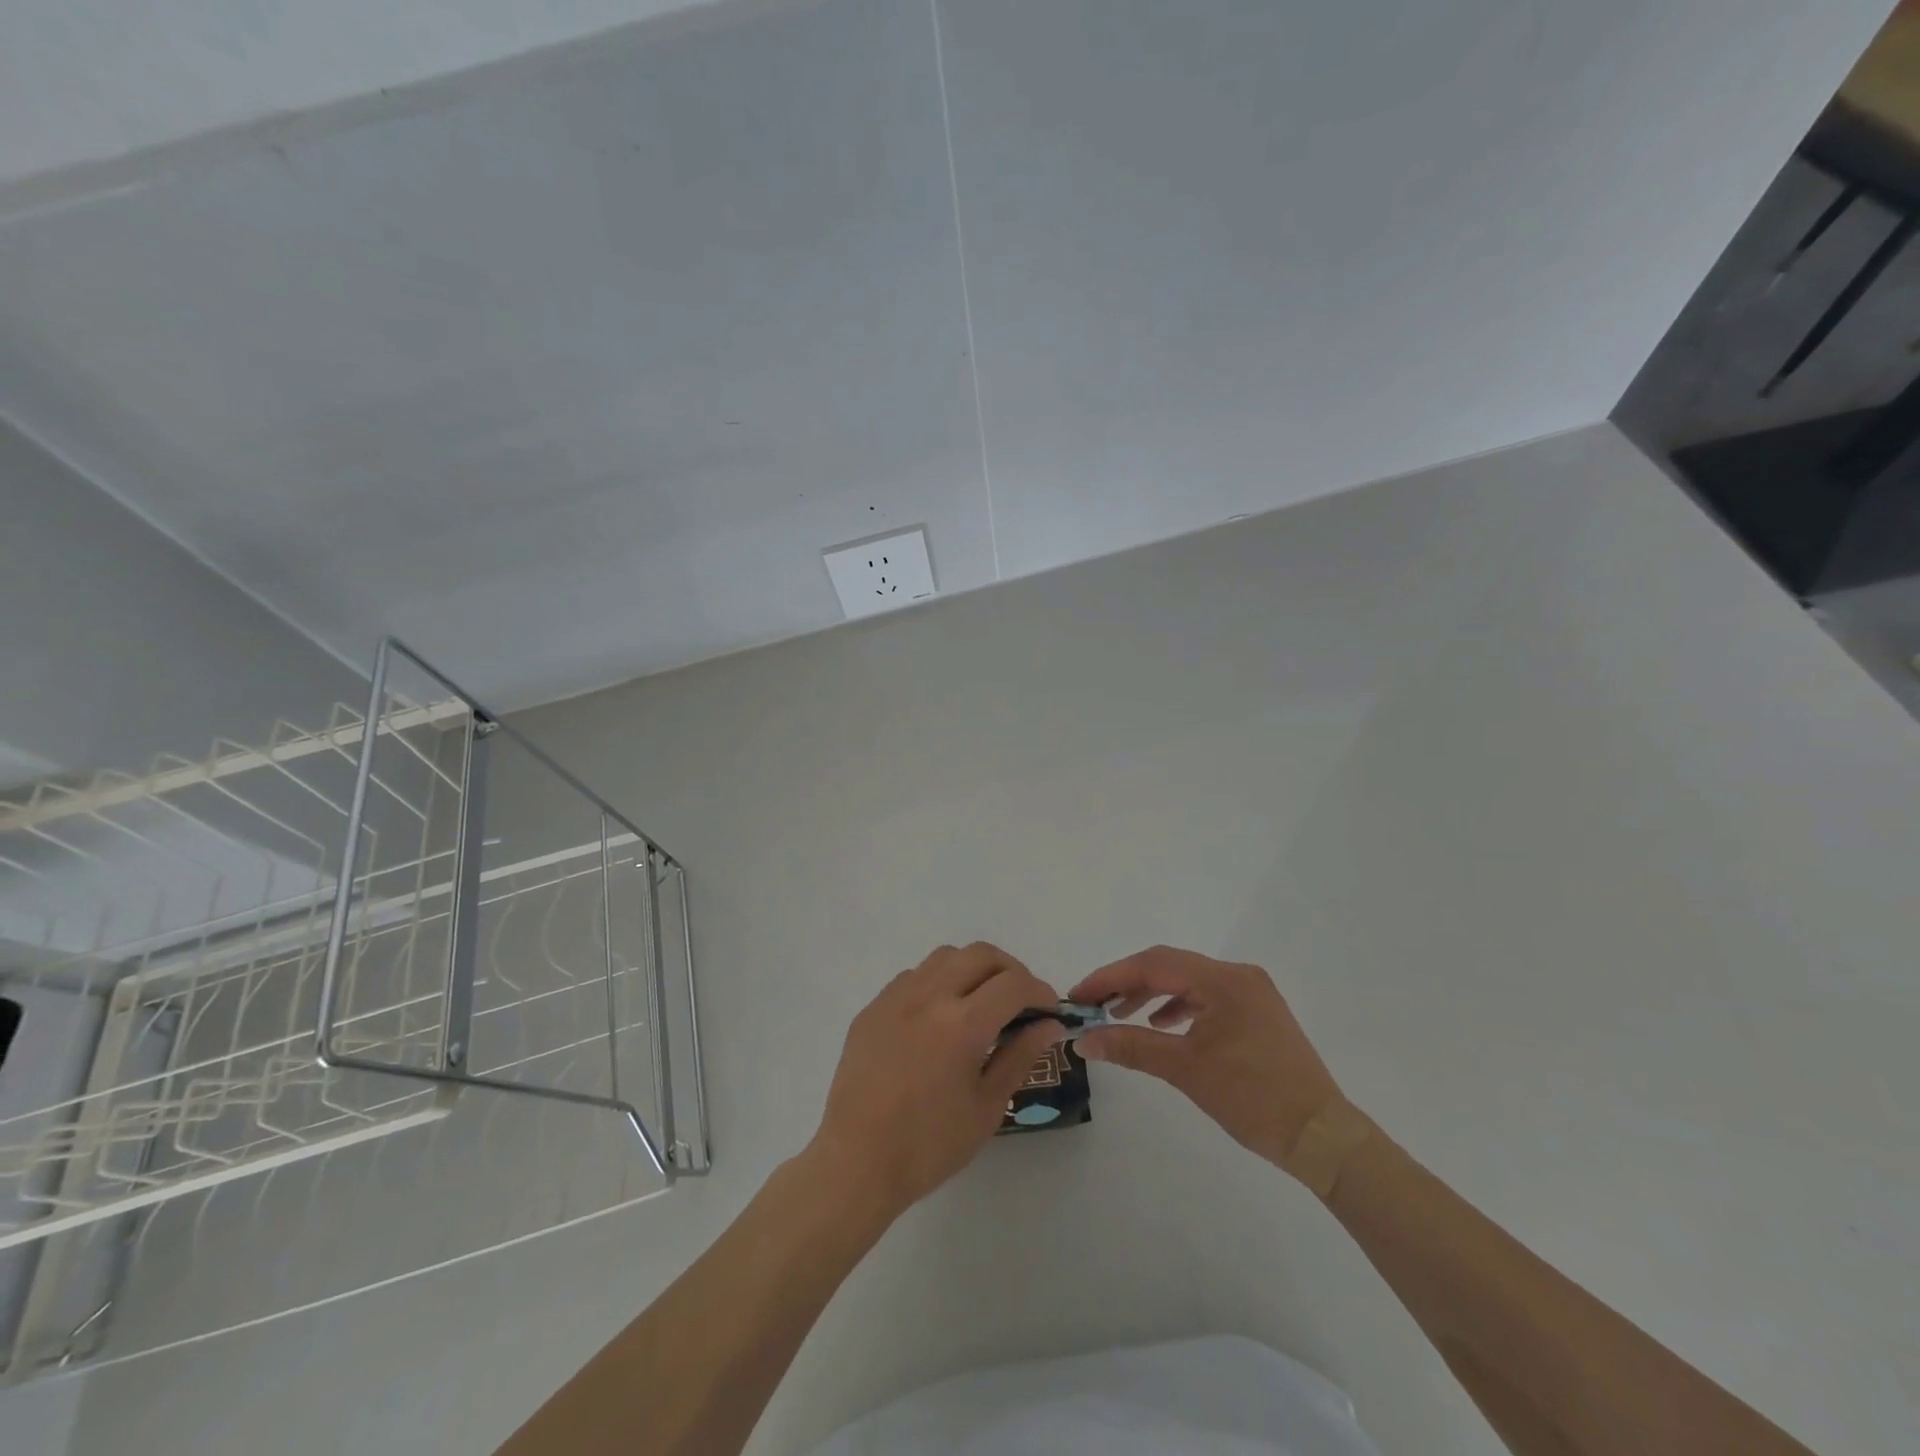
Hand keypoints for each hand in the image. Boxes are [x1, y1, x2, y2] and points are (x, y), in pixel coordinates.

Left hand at [805, 942, 1062, 1223]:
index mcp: (961, 1024)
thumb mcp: (987, 1106)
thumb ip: (1020, 1056)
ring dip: (972, 969)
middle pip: (980, 955)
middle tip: (1019, 1002)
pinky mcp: (872, 1007)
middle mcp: (928, 996)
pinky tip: (939, 1018)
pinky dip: (938, 983)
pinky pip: (913, 976)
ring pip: (944, 957)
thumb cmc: (929, 1145)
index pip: (1013, 984)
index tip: (1048, 1011)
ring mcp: (895, 997)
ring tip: (980, 1004)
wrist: (857, 1163)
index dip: (1040, 992)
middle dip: (1010, 971)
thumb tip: (1049, 1024)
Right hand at [1071, 946, 1342, 1170]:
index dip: (1111, 976)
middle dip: (1128, 983)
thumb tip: (1084, 1040)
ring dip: (1152, 994)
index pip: (1154, 964)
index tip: (1080, 994)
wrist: (1321, 1137)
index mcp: (1223, 980)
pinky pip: (1208, 997)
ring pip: (1188, 981)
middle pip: (1170, 967)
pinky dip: (1179, 1007)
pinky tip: (1164, 1026)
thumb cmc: (1253, 1098)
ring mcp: (1252, 993)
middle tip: (1094, 1004)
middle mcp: (1238, 975)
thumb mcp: (1185, 1069)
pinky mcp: (1258, 1013)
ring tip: (1122, 1016)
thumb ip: (1131, 1046)